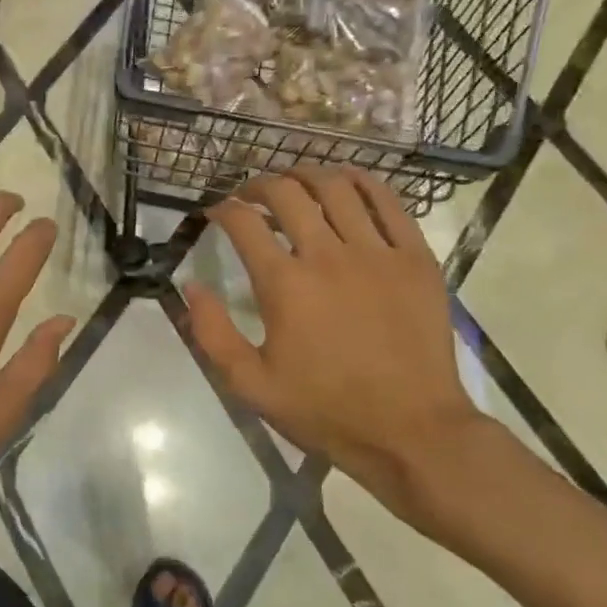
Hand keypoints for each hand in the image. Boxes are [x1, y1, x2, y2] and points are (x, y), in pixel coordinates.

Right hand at [184, 167, 482, 516]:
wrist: (412, 432)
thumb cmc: (326, 410)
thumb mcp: (250, 384)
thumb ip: (212, 333)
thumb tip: (191, 286)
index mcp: (284, 284)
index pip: (243, 222)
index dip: (222, 208)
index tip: (215, 212)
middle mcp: (327, 255)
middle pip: (287, 192)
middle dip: (259, 184)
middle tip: (250, 195)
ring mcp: (377, 253)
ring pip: (337, 187)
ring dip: (307, 174)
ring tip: (295, 182)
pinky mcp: (415, 258)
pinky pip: (389, 202)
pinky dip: (364, 182)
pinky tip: (348, 181)